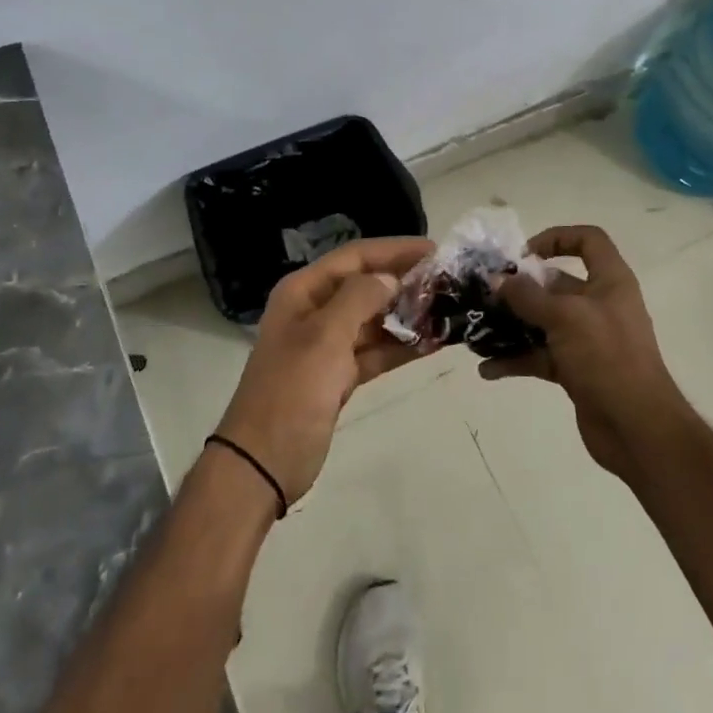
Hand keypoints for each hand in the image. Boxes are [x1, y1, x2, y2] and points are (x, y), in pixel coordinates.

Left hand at [213, 236, 434, 506]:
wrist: (263, 462)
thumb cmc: (292, 391)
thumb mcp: (325, 336)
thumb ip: (359, 298)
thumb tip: (390, 278)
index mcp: (304, 291)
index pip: (355, 257)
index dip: (395, 249)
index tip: (435, 250)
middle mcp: (315, 310)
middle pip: (366, 285)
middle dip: (405, 281)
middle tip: (449, 281)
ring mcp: (327, 345)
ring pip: (374, 319)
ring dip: (407, 314)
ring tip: (449, 310)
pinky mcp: (339, 376)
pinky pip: (376, 351)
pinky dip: (401, 347)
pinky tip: (434, 343)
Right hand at [487, 225, 690, 479]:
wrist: (637, 428)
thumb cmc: (607, 358)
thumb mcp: (565, 318)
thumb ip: (527, 297)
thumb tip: (496, 279)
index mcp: (609, 281)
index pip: (588, 240)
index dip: (557, 237)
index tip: (523, 254)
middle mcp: (599, 304)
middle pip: (556, 283)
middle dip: (520, 287)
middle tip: (485, 293)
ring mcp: (587, 339)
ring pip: (543, 322)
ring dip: (512, 324)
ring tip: (477, 328)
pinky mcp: (576, 369)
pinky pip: (540, 356)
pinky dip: (516, 359)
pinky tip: (488, 368)